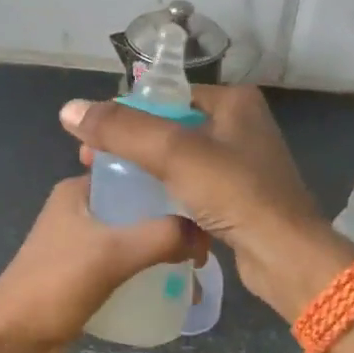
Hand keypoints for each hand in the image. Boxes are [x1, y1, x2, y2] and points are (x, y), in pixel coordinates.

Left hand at [0, 176, 207, 352]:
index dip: (170, 181)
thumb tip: (204, 235)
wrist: (11, 341)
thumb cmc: (56, 285)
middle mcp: (79, 212)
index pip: (133, 170)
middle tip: (208, 242)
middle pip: (138, 207)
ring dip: (163, 251)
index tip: (205, 199)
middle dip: (173, 222)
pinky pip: (126, 267)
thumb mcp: (113, 252)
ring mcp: (81, 246)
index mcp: (78, 192)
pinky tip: (174, 288)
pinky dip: (148, 273)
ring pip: (134, 239)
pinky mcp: (84, 277)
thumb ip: (162, 236)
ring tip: (198, 269)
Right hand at [58, 86, 329, 309]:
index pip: (166, 96)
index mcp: (233, 101)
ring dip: (146, 173)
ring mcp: (242, 164)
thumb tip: (69, 109)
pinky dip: (168, 195)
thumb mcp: (174, 154)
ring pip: (179, 161)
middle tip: (92, 165)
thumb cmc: (235, 194)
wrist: (284, 256)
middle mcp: (240, 125)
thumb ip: (122, 130)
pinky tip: (143, 210)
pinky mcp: (239, 198)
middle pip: (169, 128)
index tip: (91, 139)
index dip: (125, 115)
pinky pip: (192, 188)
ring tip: (111, 189)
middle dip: (130, 147)